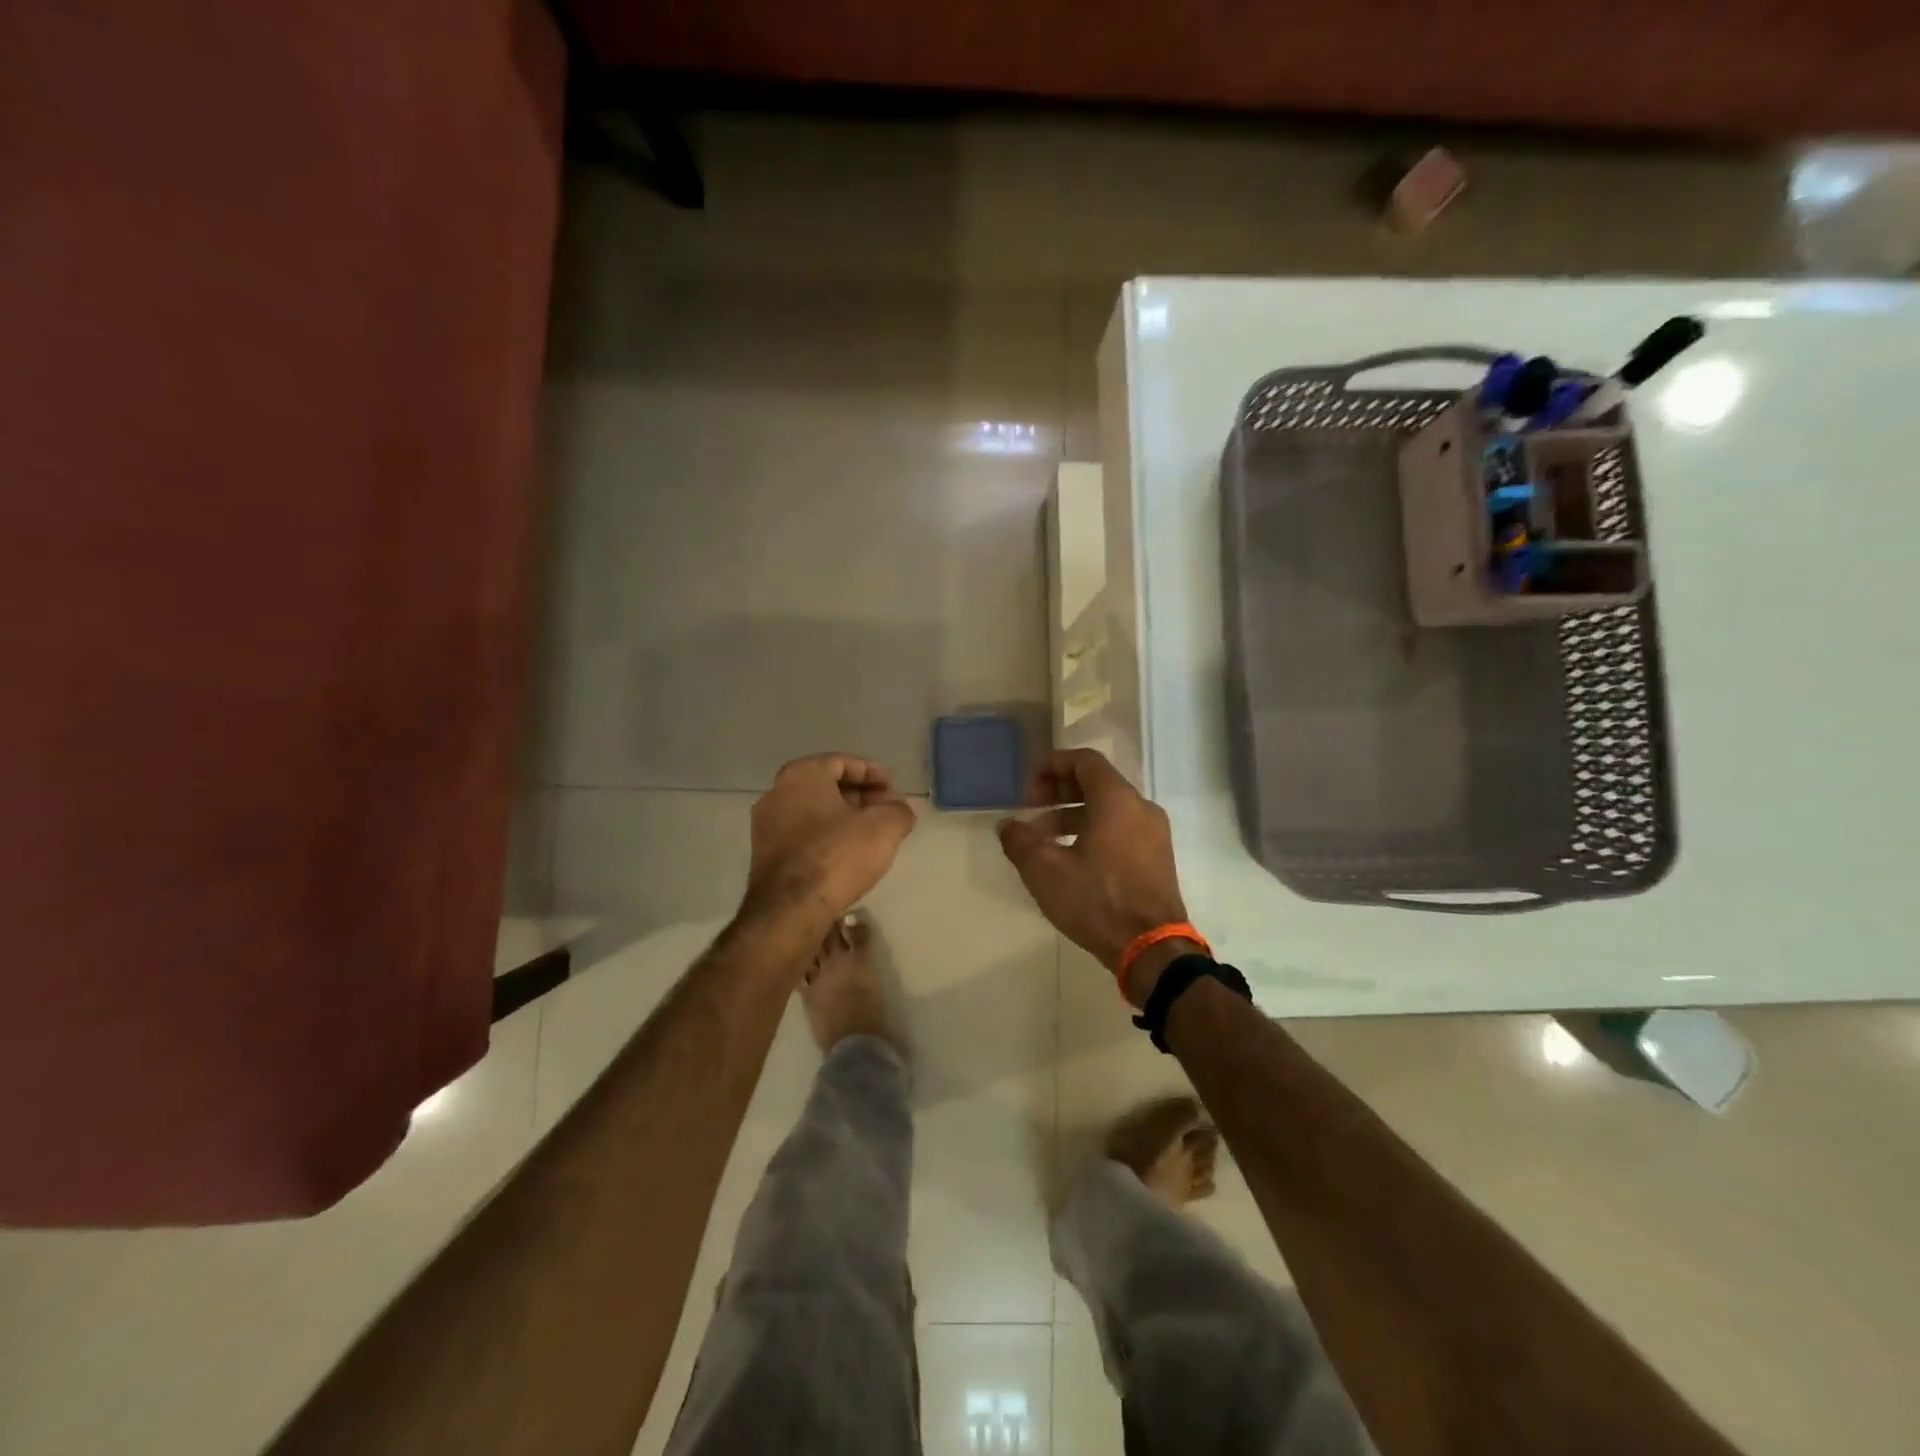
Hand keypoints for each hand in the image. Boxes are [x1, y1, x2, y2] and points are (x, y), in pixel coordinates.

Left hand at [744, 754, 916, 925]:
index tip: (894, 791)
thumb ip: (899, 811)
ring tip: (871, 835)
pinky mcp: (764, 854)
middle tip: (885, 811)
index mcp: (802, 774)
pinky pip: (802, 834)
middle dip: (859, 796)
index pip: (843, 762)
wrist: (790, 909)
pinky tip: (846, 854)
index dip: (873, 774)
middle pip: (826, 785)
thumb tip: (900, 809)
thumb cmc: (838, 855)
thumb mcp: (884, 828)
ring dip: (843, 818)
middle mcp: (777, 792)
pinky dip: (825, 836)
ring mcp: (765, 825)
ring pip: (813, 811)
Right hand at [997, 749, 1191, 1000]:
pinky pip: (1121, 830)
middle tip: (1030, 808)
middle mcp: (1141, 808)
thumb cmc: (1097, 900)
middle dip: (1058, 791)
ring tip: (1042, 839)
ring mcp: (1154, 834)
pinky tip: (1070, 859)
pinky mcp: (1157, 859)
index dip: (1052, 765)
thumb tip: (1007, 826)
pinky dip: (1093, 831)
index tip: (1027, 784)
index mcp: (1117, 800)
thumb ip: (1020, 841)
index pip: (1084, 761)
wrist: (1152, 949)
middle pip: (1097, 783)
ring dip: (1072, 815)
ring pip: (1108, 809)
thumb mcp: (1046, 871)